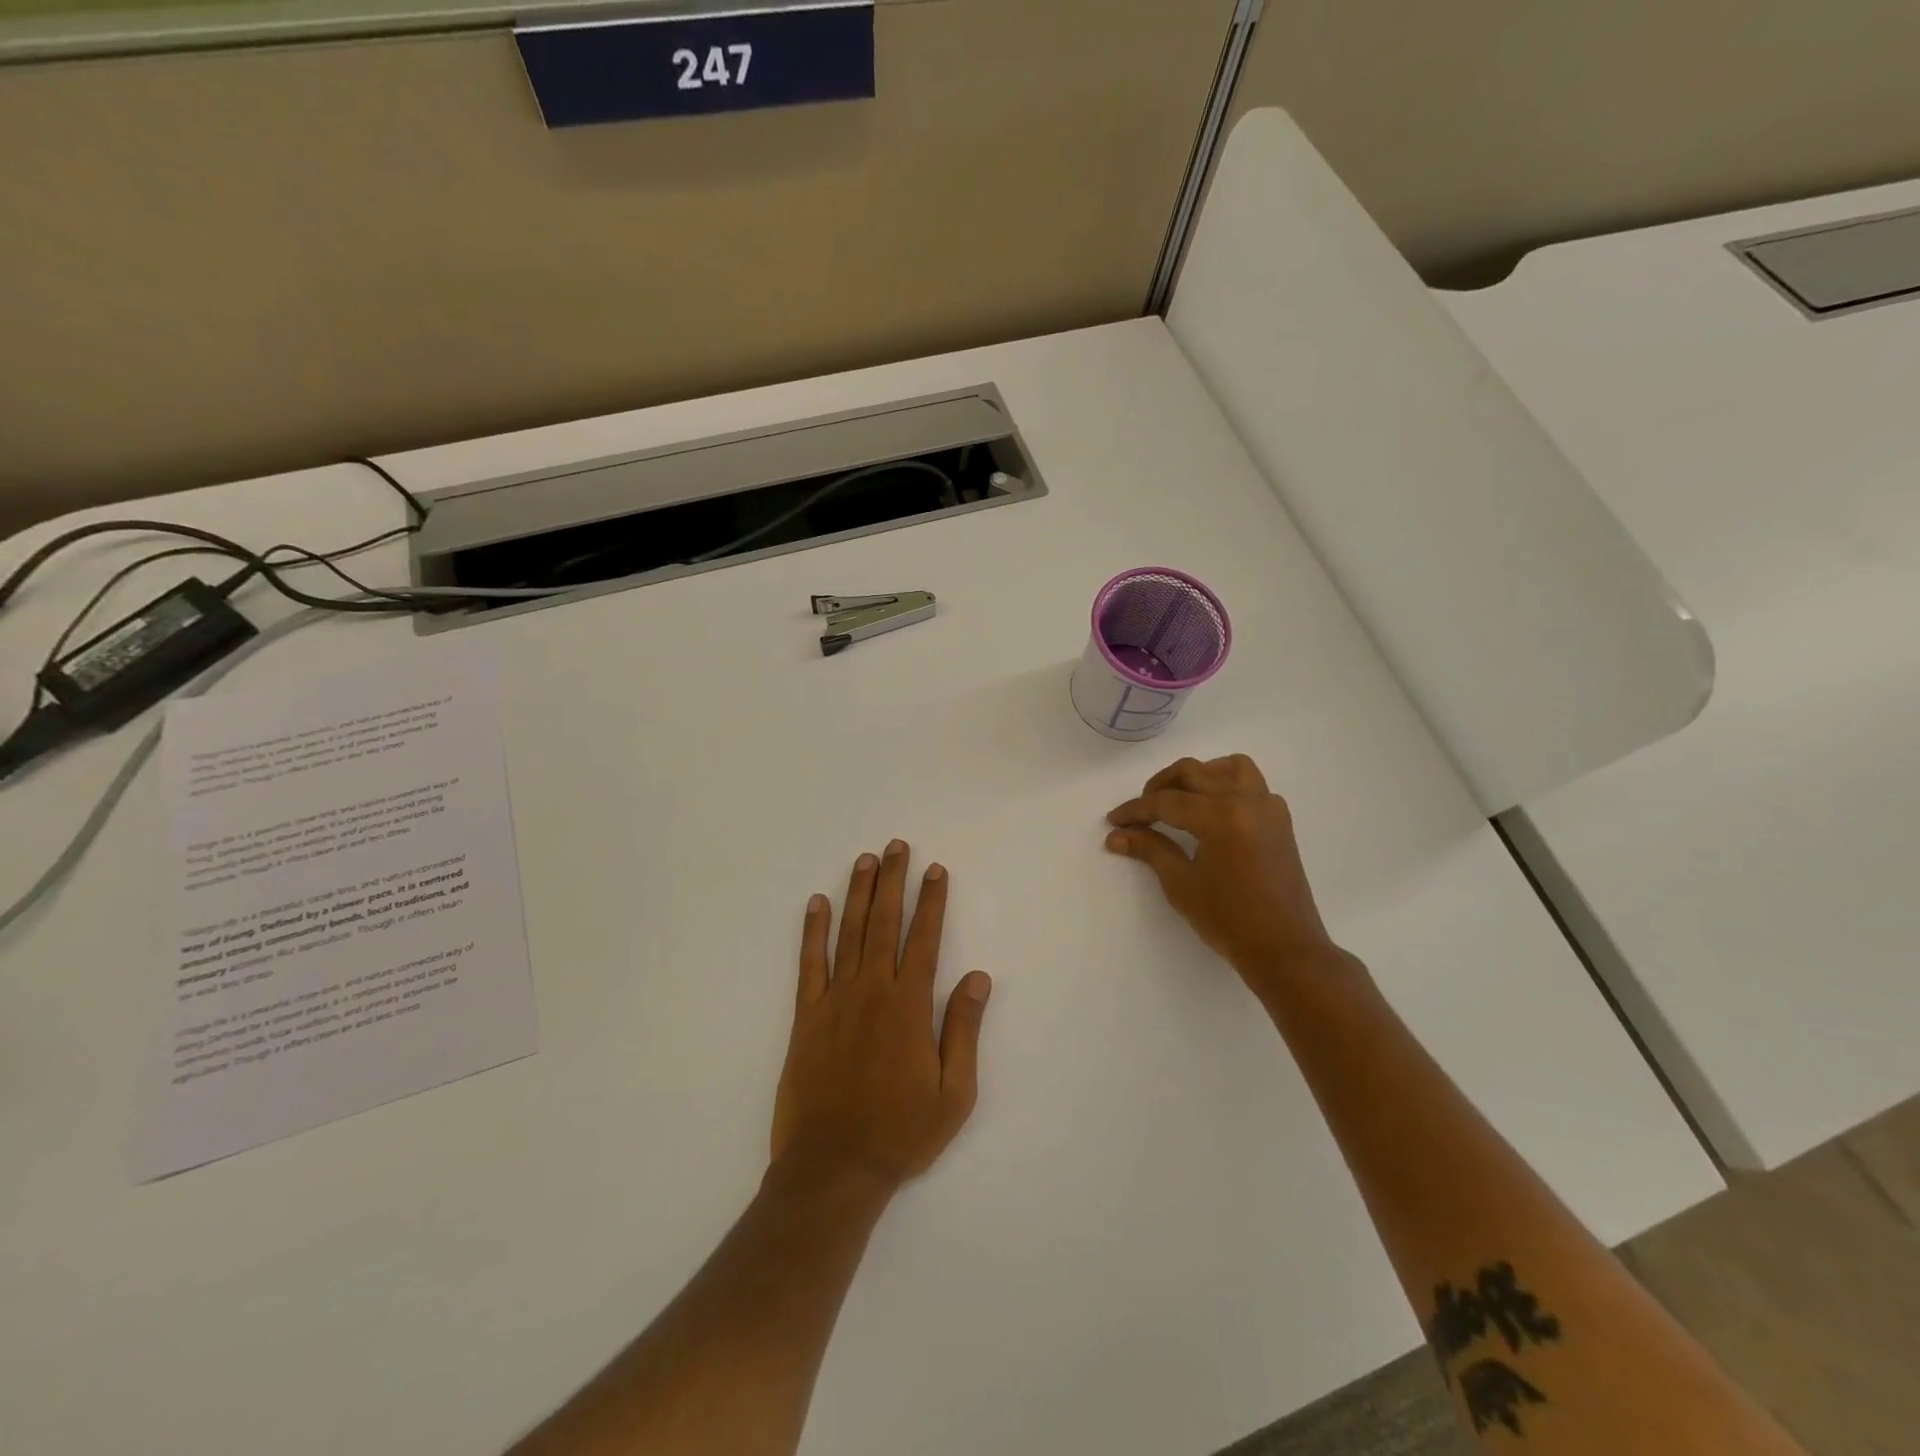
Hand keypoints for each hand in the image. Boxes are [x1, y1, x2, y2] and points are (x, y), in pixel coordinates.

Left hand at [771, 841, 992, 1191]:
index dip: (932, 901)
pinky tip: (816, 903)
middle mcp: (873, 990)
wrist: (834, 1167)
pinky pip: (809, 963)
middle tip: (896, 846)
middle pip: (884, 922)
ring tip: (865, 860)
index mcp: (910, 1005)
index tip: (935, 870)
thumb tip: (977, 977)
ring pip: (848, 933)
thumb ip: (963, 1028)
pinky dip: (812, 931)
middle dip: (893, 881)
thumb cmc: (901, 1132)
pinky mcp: (806, 1016)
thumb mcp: (954, 1091)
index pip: (925, 938)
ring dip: (858, 893)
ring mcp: (835, 1000)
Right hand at [1105, 755, 1353, 998]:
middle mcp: (1247, 801)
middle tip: (1141, 810)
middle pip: (1195, 773)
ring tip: (1179, 798)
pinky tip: (1211, 811)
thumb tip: (1116, 835)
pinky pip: (1251, 784)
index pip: (1168, 802)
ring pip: (1229, 767)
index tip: (1114, 821)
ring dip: (1199, 775)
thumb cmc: (1229, 921)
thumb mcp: (1181, 884)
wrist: (1285, 950)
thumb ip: (1150, 849)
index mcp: (1222, 816)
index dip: (1136, 810)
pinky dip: (1227, 785)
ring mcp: (1268, 808)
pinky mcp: (1279, 820)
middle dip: (1160, 786)